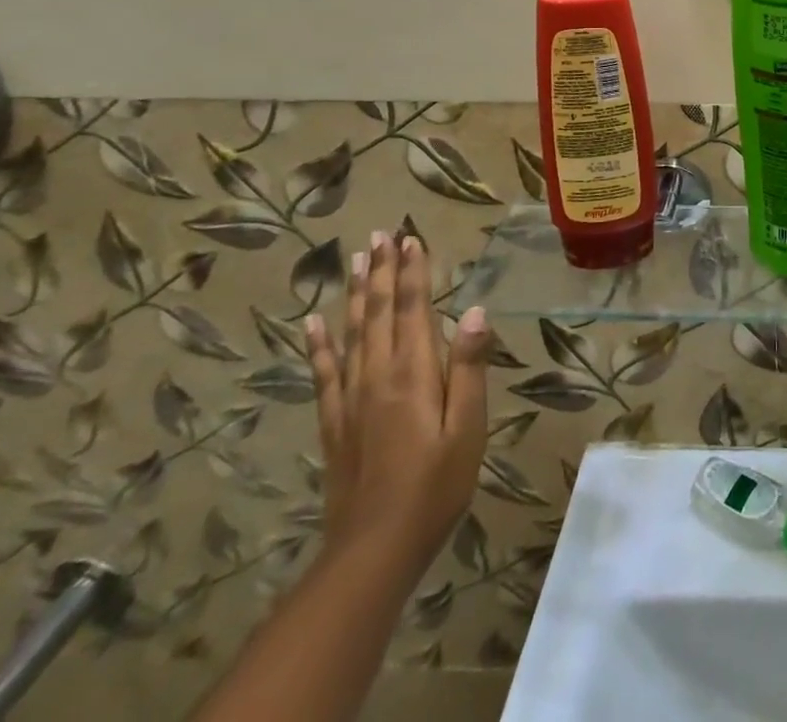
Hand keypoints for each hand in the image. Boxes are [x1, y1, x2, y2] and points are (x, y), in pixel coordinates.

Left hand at [306, 231, 491, 578]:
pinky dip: (319, 345)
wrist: (373, 552)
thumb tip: (474, 311)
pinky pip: (324, 373)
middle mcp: (378, 376)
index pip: (414, 310)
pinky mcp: (334, 423)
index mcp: (414, 374)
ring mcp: (351, 399)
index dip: (413, 273)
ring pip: (352, 334)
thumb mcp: (468, 428)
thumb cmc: (435, 486)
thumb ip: (469, 368)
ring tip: (355, 260)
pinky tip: (313, 323)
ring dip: (356, 294)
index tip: (411, 239)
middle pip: (379, 313)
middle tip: (381, 235)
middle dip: (382, 272)